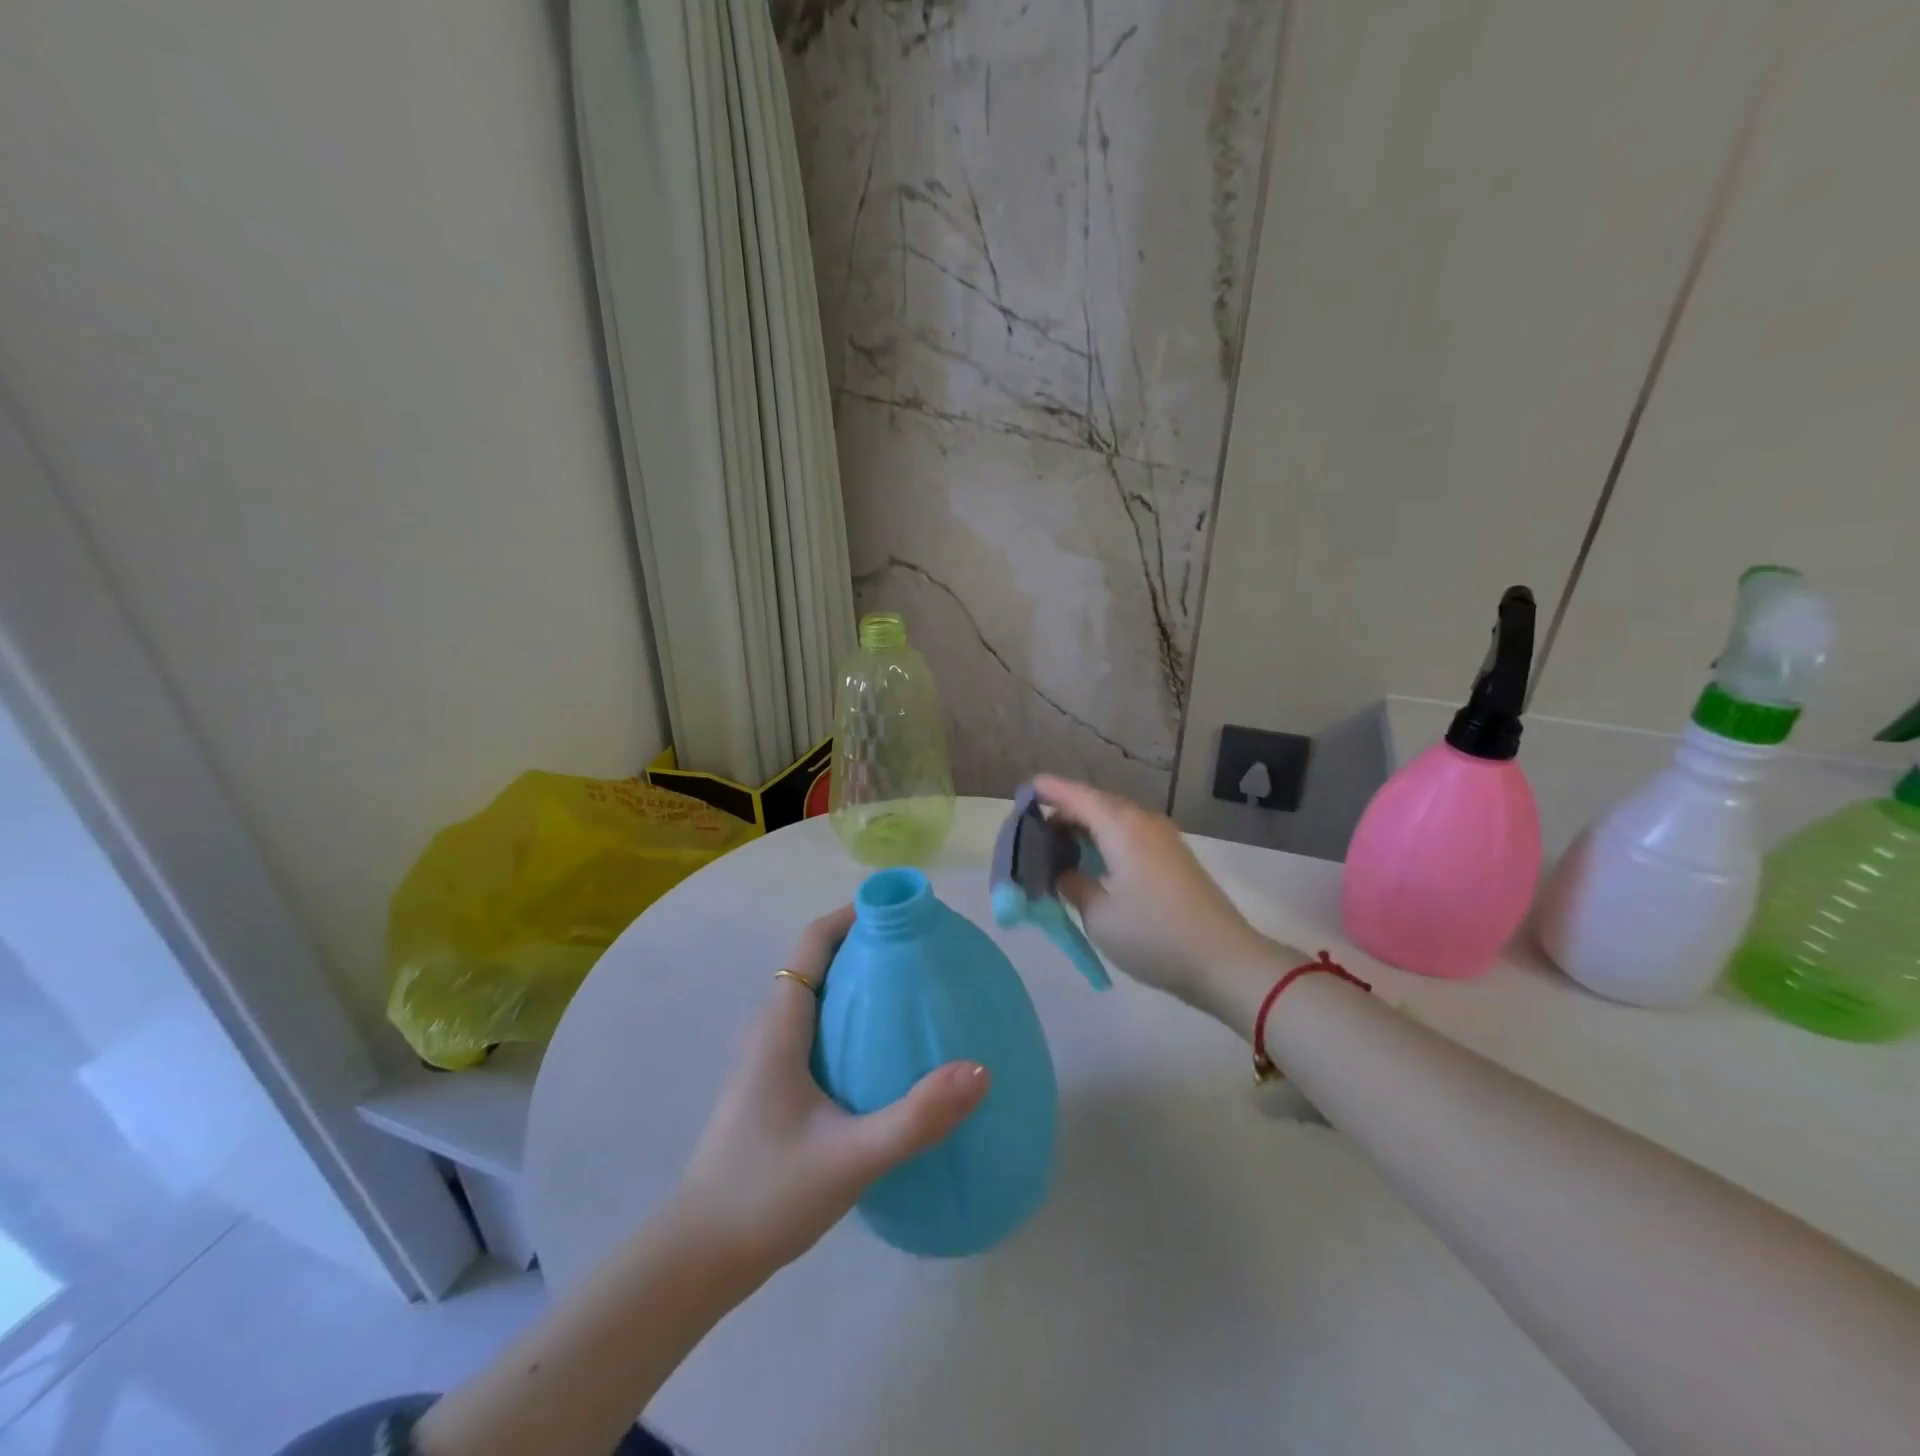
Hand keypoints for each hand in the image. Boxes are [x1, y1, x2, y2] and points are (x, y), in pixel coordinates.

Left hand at [673, 906, 989, 1280]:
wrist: (700, 1259)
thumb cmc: (767, 1194)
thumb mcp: (851, 1157)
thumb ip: (916, 1117)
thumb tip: (979, 1070)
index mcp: (780, 1026)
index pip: (813, 942)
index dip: (853, 915)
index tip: (902, 911)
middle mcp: (770, 1030)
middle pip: (817, 962)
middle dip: (865, 945)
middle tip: (922, 951)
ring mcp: (767, 1058)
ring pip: (816, 996)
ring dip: (857, 981)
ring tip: (912, 990)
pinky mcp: (773, 1085)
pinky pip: (815, 1028)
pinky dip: (848, 1017)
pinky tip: (883, 1050)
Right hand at [1034, 775, 1277, 1019]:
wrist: (1224, 960)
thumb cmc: (1153, 935)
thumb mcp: (1099, 915)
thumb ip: (1073, 885)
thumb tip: (1064, 872)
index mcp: (1120, 827)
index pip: (1076, 796)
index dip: (1049, 790)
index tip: (1025, 788)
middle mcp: (1142, 821)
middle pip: (1096, 803)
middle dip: (1065, 810)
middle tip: (1036, 830)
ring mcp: (1163, 837)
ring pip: (1115, 817)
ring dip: (1087, 825)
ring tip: (1061, 845)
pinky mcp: (1174, 855)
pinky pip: (1131, 832)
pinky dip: (1106, 837)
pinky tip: (1095, 859)